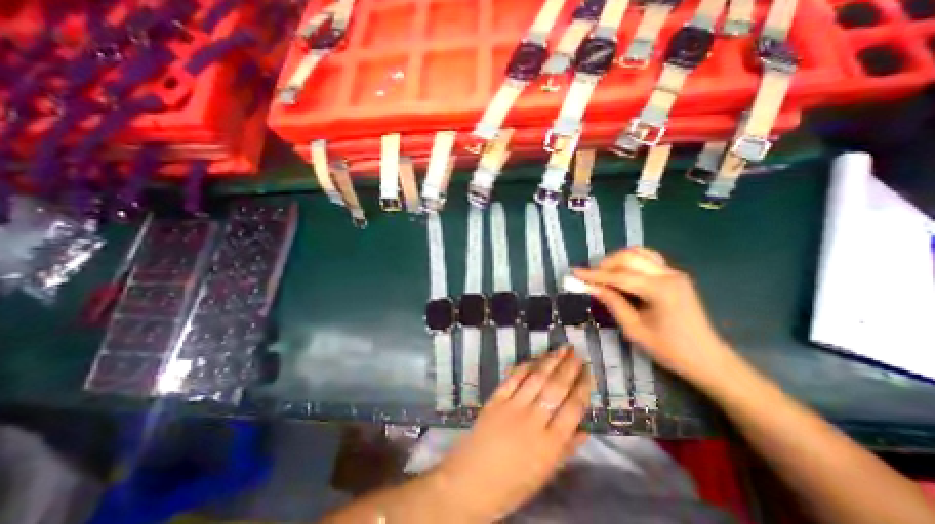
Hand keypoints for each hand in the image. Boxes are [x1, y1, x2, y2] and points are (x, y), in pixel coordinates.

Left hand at [429, 346, 581, 521]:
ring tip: (561, 348)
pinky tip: (534, 358)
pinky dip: (525, 366)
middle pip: (555, 388)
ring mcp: (512, 406)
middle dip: (569, 368)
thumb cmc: (512, 484)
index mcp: (550, 444)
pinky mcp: (495, 399)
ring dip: (550, 361)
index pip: (572, 408)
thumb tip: (585, 430)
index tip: (588, 372)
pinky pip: (513, 378)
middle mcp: (533, 420)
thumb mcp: (545, 474)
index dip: (582, 387)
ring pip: (536, 378)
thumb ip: (566, 450)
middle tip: (577, 352)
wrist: (471, 481)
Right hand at [575, 248, 733, 385]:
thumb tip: (591, 287)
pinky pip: (647, 259)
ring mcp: (673, 272)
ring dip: (616, 260)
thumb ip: (612, 302)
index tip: (574, 272)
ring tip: (603, 274)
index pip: (619, 276)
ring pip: (638, 254)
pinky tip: (621, 272)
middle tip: (589, 277)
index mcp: (660, 290)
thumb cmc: (669, 349)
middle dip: (604, 264)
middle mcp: (668, 275)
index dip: (594, 274)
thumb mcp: (634, 329)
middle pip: (628, 258)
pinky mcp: (674, 275)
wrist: (708, 358)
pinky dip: (630, 261)